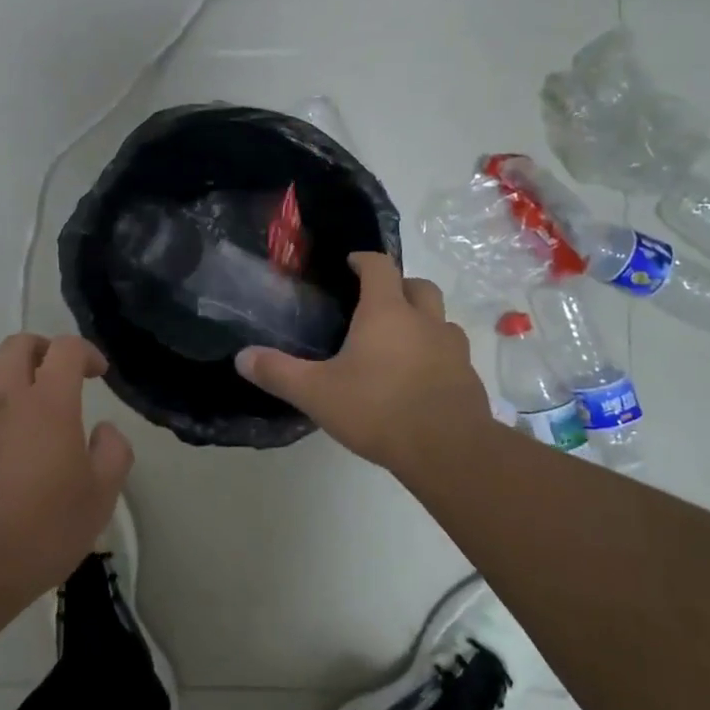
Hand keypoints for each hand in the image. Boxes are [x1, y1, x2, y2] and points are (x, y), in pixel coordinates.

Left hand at [0, 334, 132, 624]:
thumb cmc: (40, 534)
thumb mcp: (100, 500)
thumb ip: (113, 453)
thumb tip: (103, 430)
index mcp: (48, 405)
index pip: (66, 349)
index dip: (86, 352)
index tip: (98, 373)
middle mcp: (4, 399)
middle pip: (17, 345)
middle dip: (43, 350)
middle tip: (58, 375)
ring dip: (7, 375)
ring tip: (22, 405)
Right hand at [235, 253, 495, 480]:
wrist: (448, 450)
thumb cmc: (378, 410)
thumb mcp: (317, 393)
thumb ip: (278, 373)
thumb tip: (241, 357)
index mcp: (387, 312)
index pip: (379, 266)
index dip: (364, 259)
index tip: (351, 263)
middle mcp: (424, 320)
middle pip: (419, 285)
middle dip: (399, 286)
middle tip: (377, 303)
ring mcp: (452, 348)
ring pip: (440, 319)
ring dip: (422, 320)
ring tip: (399, 343)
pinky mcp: (468, 376)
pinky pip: (452, 353)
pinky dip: (436, 355)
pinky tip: (419, 379)